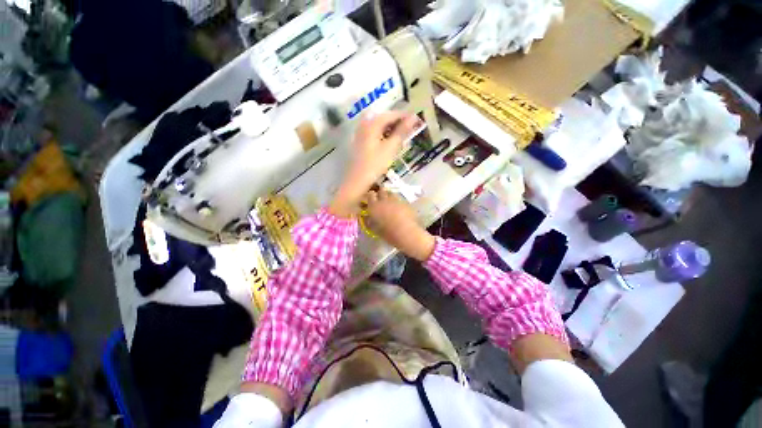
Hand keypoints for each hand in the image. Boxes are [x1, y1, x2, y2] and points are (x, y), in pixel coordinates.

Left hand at [329, 111, 420, 217]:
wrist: (357, 181)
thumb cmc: (375, 165)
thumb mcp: (390, 148)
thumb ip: (402, 131)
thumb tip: (414, 117)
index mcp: (372, 123)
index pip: (392, 114)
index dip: (405, 117)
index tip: (417, 121)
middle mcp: (365, 124)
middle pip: (384, 118)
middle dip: (398, 123)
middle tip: (410, 130)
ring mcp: (361, 133)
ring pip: (379, 126)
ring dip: (391, 129)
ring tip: (402, 137)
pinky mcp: (360, 142)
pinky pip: (374, 133)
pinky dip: (384, 135)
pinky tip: (389, 143)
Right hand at [365, 190, 435, 261]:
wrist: (406, 233)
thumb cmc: (388, 233)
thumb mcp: (375, 229)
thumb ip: (369, 221)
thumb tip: (367, 217)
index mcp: (374, 206)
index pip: (370, 195)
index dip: (371, 195)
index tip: (371, 198)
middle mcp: (384, 200)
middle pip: (381, 191)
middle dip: (380, 192)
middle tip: (381, 197)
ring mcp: (396, 200)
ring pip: (391, 193)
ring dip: (389, 196)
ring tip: (390, 201)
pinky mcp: (405, 203)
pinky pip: (399, 199)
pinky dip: (398, 202)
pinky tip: (399, 207)